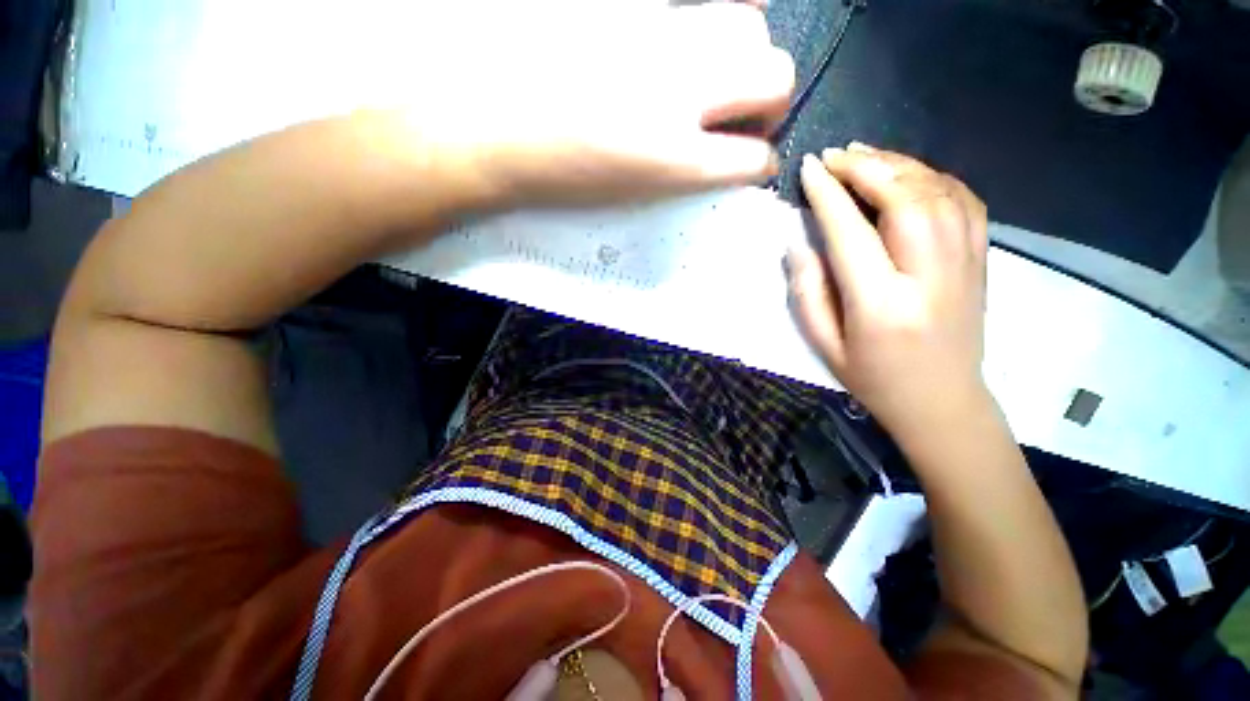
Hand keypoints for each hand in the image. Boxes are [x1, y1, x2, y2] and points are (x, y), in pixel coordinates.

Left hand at [396, 1, 793, 205]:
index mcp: (674, 160)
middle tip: (742, 120)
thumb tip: (716, 155)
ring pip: (748, 26)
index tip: (751, 163)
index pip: (752, 159)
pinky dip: (711, 20)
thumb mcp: (632, 192)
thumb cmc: (559, 175)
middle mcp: (681, 92)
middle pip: (776, 76)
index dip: (758, 163)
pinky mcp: (632, 6)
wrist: (492, 125)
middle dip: (771, 104)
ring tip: (716, 79)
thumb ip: (684, 172)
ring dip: (747, 58)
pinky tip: (691, 40)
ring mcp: (658, 36)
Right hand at [786, 144, 989, 437]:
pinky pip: (965, 201)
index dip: (828, 195)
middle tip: (835, 155)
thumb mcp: (824, 344)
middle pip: (905, 200)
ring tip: (864, 155)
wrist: (943, 401)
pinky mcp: (982, 260)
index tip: (809, 169)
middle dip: (866, 168)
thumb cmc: (873, 378)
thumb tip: (798, 241)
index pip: (851, 233)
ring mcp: (965, 265)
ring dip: (899, 165)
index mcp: (881, 305)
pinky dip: (935, 177)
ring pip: (938, 193)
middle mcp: (929, 277)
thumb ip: (807, 291)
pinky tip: (909, 174)